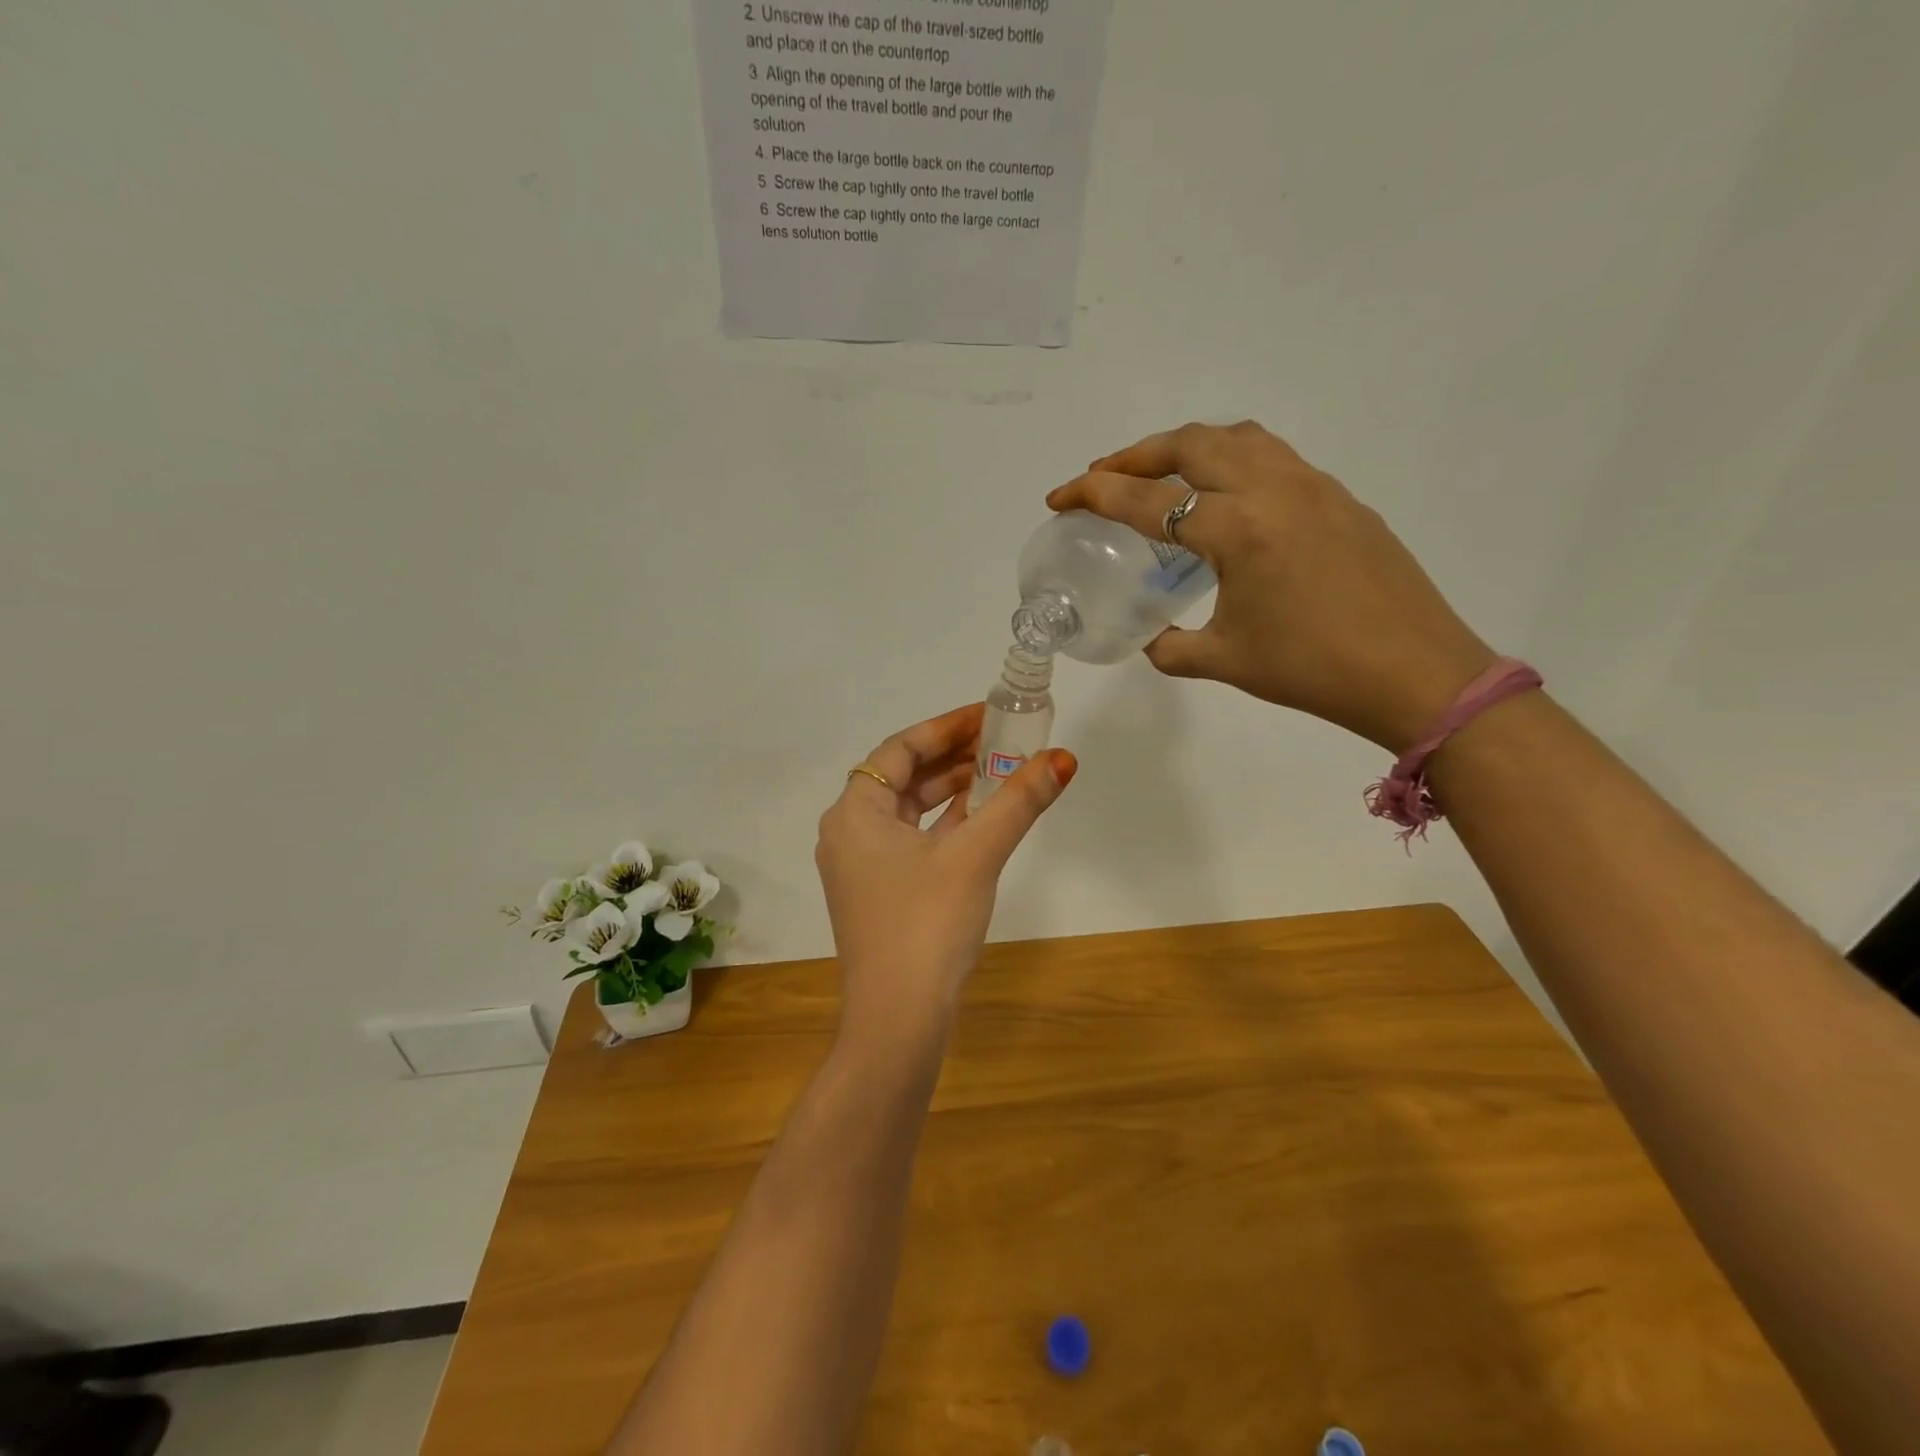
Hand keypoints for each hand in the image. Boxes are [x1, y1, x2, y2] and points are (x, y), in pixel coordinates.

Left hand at [817, 704, 1075, 1044]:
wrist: (897, 1021)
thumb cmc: (927, 924)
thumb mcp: (976, 854)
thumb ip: (1019, 801)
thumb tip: (1063, 758)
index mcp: (855, 812)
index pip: (900, 749)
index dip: (945, 727)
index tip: (987, 715)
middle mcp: (849, 833)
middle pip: (903, 777)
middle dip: (953, 757)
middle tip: (1002, 741)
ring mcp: (862, 867)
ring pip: (910, 811)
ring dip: (952, 790)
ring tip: (1000, 772)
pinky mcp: (880, 893)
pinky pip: (913, 840)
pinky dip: (945, 825)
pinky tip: (982, 818)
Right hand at [1047, 421, 1495, 753]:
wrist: (1415, 672)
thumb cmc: (1312, 670)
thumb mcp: (1226, 660)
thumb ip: (1172, 647)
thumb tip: (1151, 639)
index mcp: (1237, 530)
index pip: (1149, 501)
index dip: (1095, 494)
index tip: (1061, 496)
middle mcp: (1272, 490)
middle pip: (1190, 444)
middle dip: (1135, 455)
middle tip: (1103, 476)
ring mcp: (1312, 486)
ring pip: (1236, 437)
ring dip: (1187, 446)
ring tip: (1161, 474)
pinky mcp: (1339, 496)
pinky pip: (1273, 456)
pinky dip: (1232, 459)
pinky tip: (1226, 496)